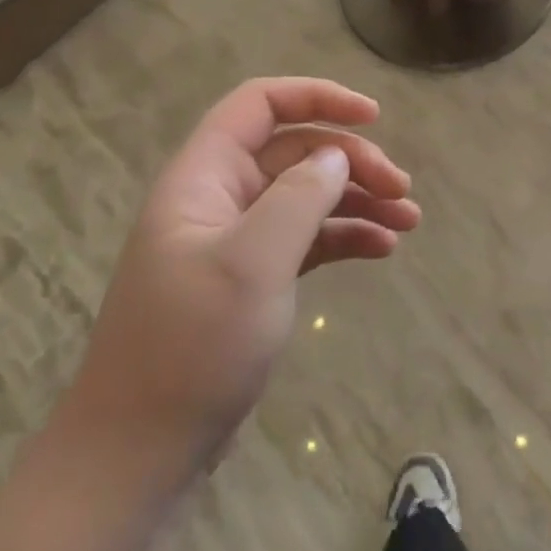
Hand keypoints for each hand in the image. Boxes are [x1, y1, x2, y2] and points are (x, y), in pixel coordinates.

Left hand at [56, 78, 419, 490]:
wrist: (140, 454)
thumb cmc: (192, 347)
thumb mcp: (253, 262)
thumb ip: (299, 197)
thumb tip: (336, 156)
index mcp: (203, 178)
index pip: (259, 104)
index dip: (317, 97)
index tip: (374, 117)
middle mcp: (219, 199)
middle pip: (295, 151)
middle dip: (352, 161)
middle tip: (403, 189)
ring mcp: (235, 242)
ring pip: (306, 195)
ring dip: (358, 199)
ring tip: (409, 220)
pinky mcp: (251, 280)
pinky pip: (307, 239)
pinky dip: (345, 237)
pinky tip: (383, 249)